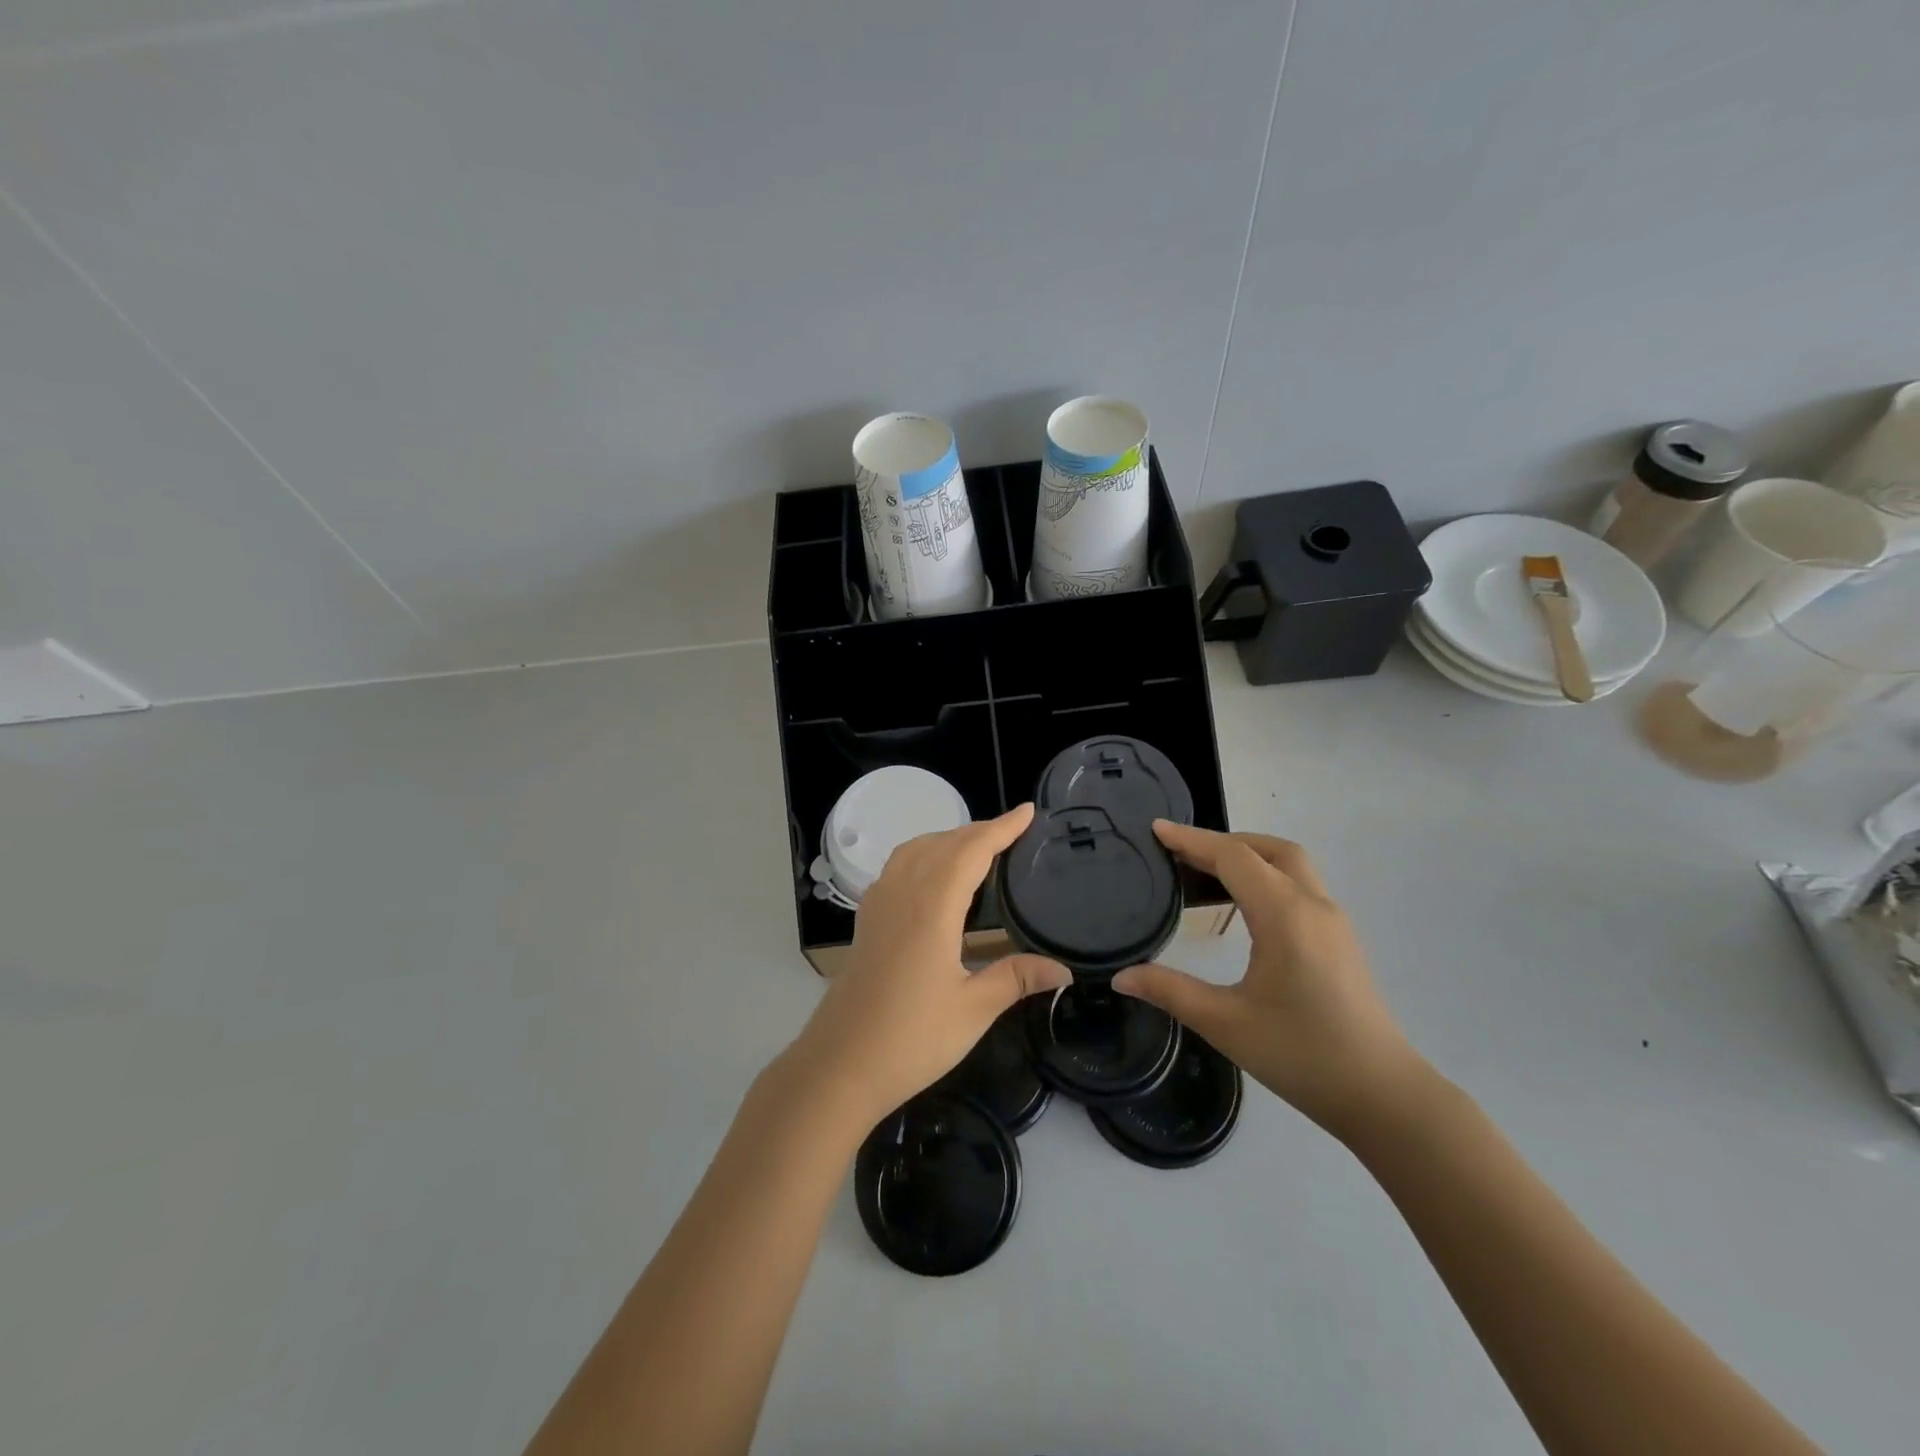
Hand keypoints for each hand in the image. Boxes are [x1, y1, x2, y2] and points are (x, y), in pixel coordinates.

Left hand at [786, 804, 1070, 1126]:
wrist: (840, 1065)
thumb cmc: (911, 1039)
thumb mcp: (973, 1010)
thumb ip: (1016, 979)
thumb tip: (1064, 970)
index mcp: (933, 907)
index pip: (972, 850)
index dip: (1001, 828)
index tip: (1027, 812)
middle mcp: (903, 893)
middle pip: (944, 843)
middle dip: (979, 830)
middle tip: (1013, 831)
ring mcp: (879, 904)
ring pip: (916, 849)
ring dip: (948, 839)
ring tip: (977, 846)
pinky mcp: (867, 920)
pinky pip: (897, 866)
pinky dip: (923, 854)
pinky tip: (932, 876)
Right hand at [1113, 822, 1425, 1139]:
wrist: (1383, 1096)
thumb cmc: (1302, 1055)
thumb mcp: (1226, 1023)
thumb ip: (1170, 991)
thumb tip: (1120, 977)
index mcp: (1285, 915)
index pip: (1233, 857)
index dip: (1191, 840)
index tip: (1156, 829)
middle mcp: (1313, 905)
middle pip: (1268, 848)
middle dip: (1222, 842)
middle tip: (1179, 853)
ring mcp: (1333, 921)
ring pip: (1290, 864)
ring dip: (1248, 857)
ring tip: (1204, 874)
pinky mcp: (1340, 939)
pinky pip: (1300, 886)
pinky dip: (1266, 877)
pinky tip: (1243, 908)